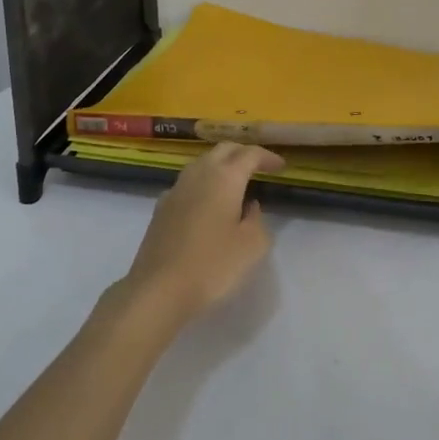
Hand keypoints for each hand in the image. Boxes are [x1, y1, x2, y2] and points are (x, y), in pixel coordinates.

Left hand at [120, 143, 285, 330]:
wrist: (158, 289)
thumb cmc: (212, 266)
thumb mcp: (252, 246)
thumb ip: (258, 220)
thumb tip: (250, 207)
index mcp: (224, 178)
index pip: (250, 154)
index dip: (268, 157)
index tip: (281, 166)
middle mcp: (198, 175)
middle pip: (223, 150)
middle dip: (243, 152)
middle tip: (260, 166)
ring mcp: (175, 190)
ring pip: (202, 163)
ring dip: (221, 165)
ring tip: (235, 182)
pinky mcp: (161, 208)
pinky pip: (187, 183)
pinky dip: (203, 183)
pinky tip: (207, 203)